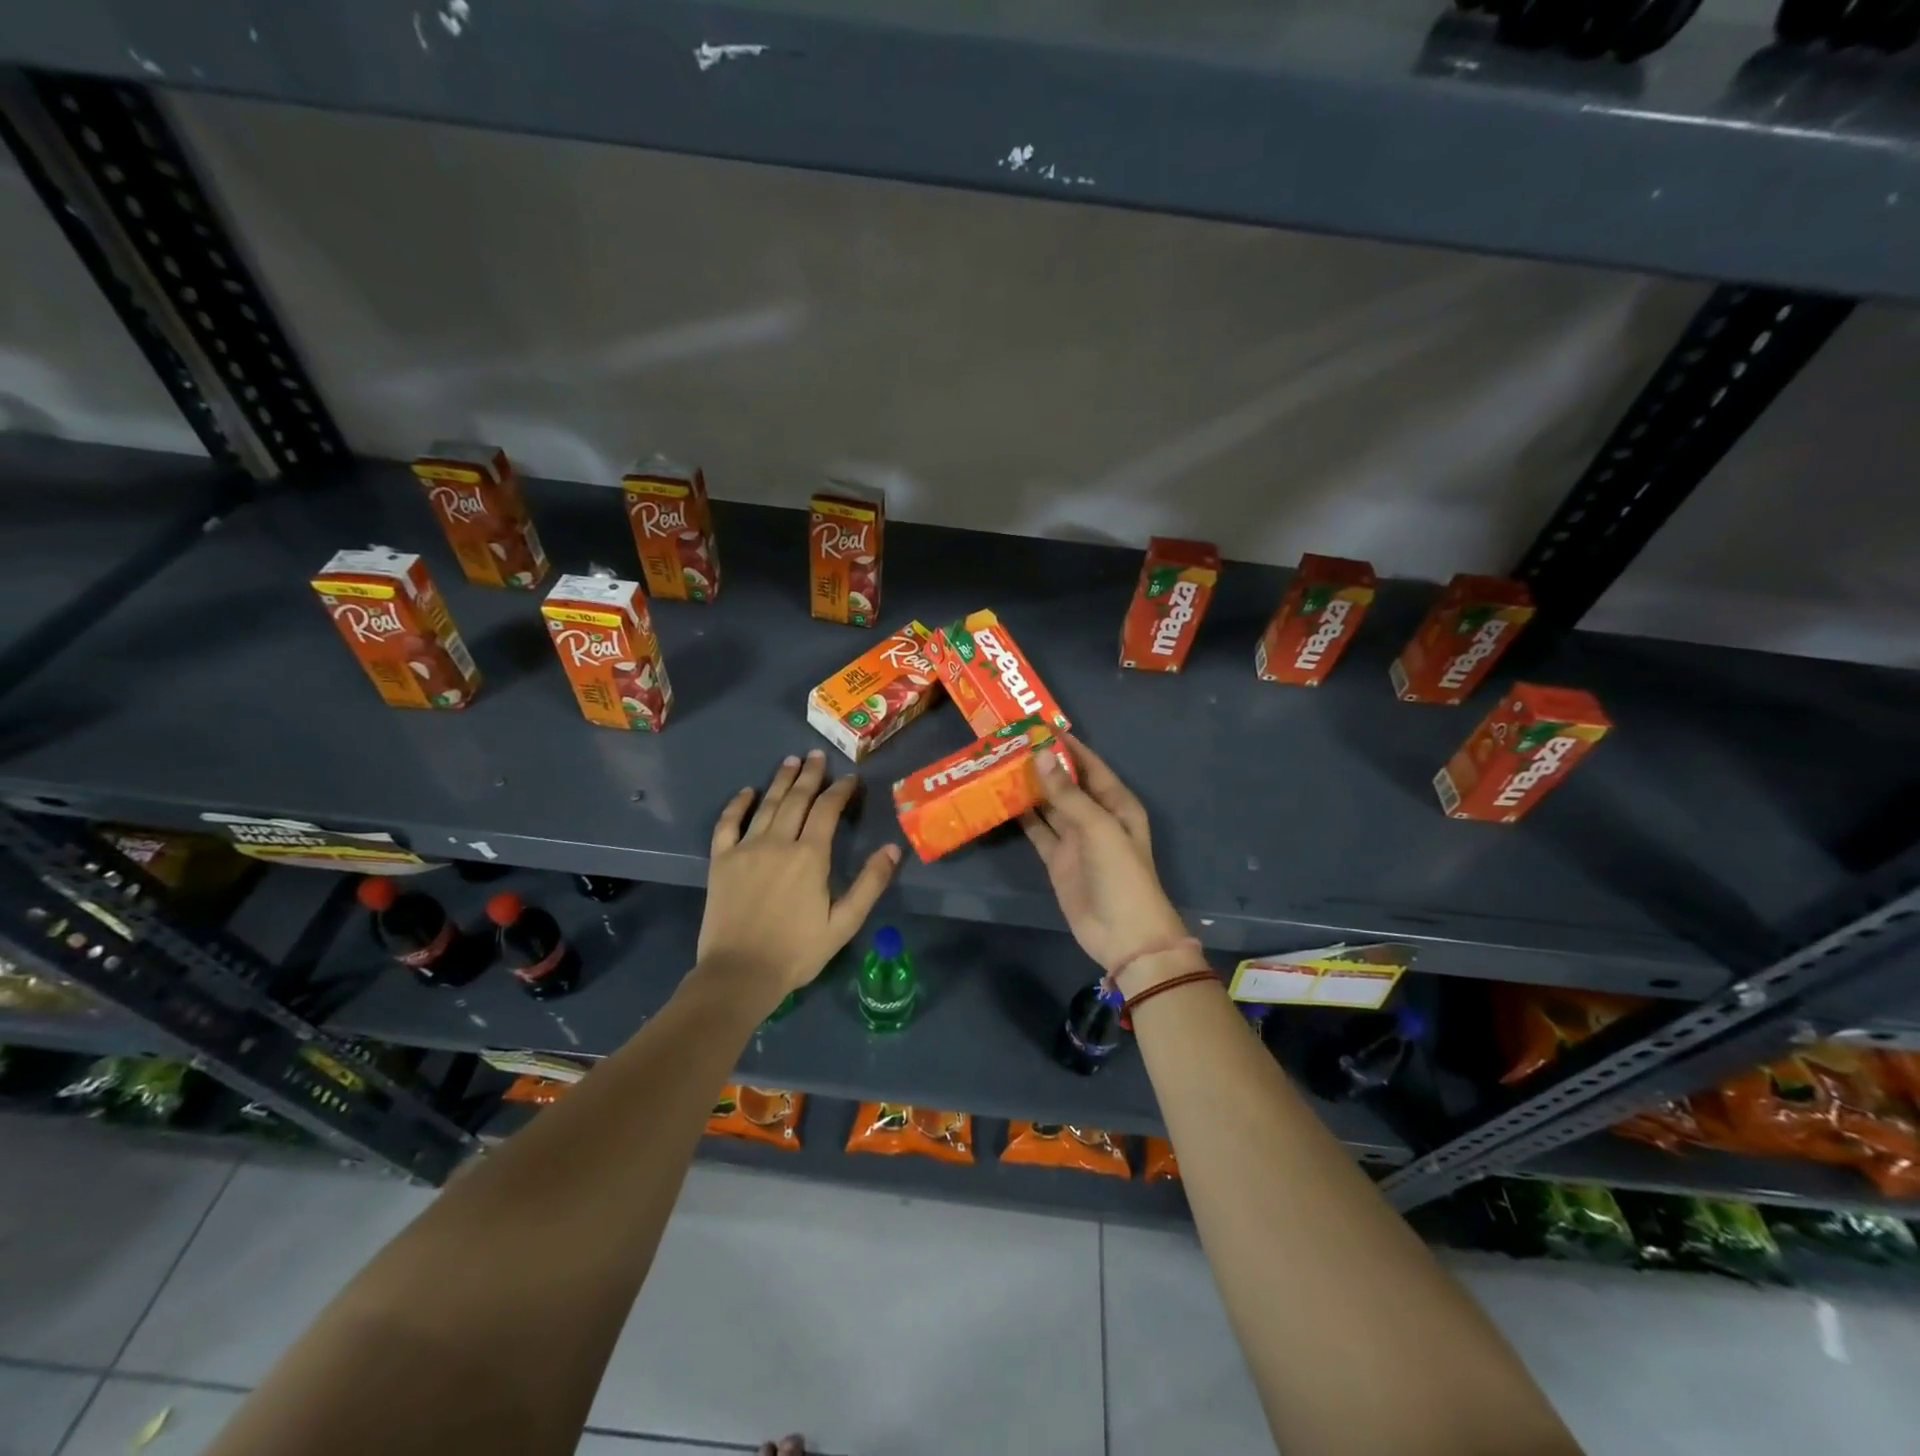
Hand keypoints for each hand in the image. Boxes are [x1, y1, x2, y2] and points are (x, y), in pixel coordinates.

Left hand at [697, 749, 899, 1010]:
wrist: (739, 973)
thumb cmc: (797, 951)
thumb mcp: (843, 923)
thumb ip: (870, 883)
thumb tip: (893, 848)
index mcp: (810, 856)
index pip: (827, 810)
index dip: (840, 790)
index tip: (850, 779)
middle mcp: (778, 842)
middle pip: (797, 799)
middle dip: (810, 775)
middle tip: (818, 756)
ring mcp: (746, 848)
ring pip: (767, 804)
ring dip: (781, 780)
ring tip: (791, 761)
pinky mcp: (721, 861)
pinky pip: (728, 824)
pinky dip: (737, 805)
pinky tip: (747, 792)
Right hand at [1020, 734, 1190, 984]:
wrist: (1123, 935)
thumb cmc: (1121, 874)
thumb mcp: (1098, 828)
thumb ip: (1067, 793)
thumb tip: (1040, 754)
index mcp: (1116, 803)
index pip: (1089, 764)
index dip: (1066, 745)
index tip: (1036, 725)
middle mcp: (1095, 815)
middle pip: (1066, 782)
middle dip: (1042, 763)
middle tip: (1008, 742)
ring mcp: (1075, 838)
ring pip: (1049, 804)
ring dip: (1029, 787)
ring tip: (998, 764)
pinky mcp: (1057, 859)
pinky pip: (1038, 830)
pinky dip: (1022, 816)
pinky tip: (1001, 800)